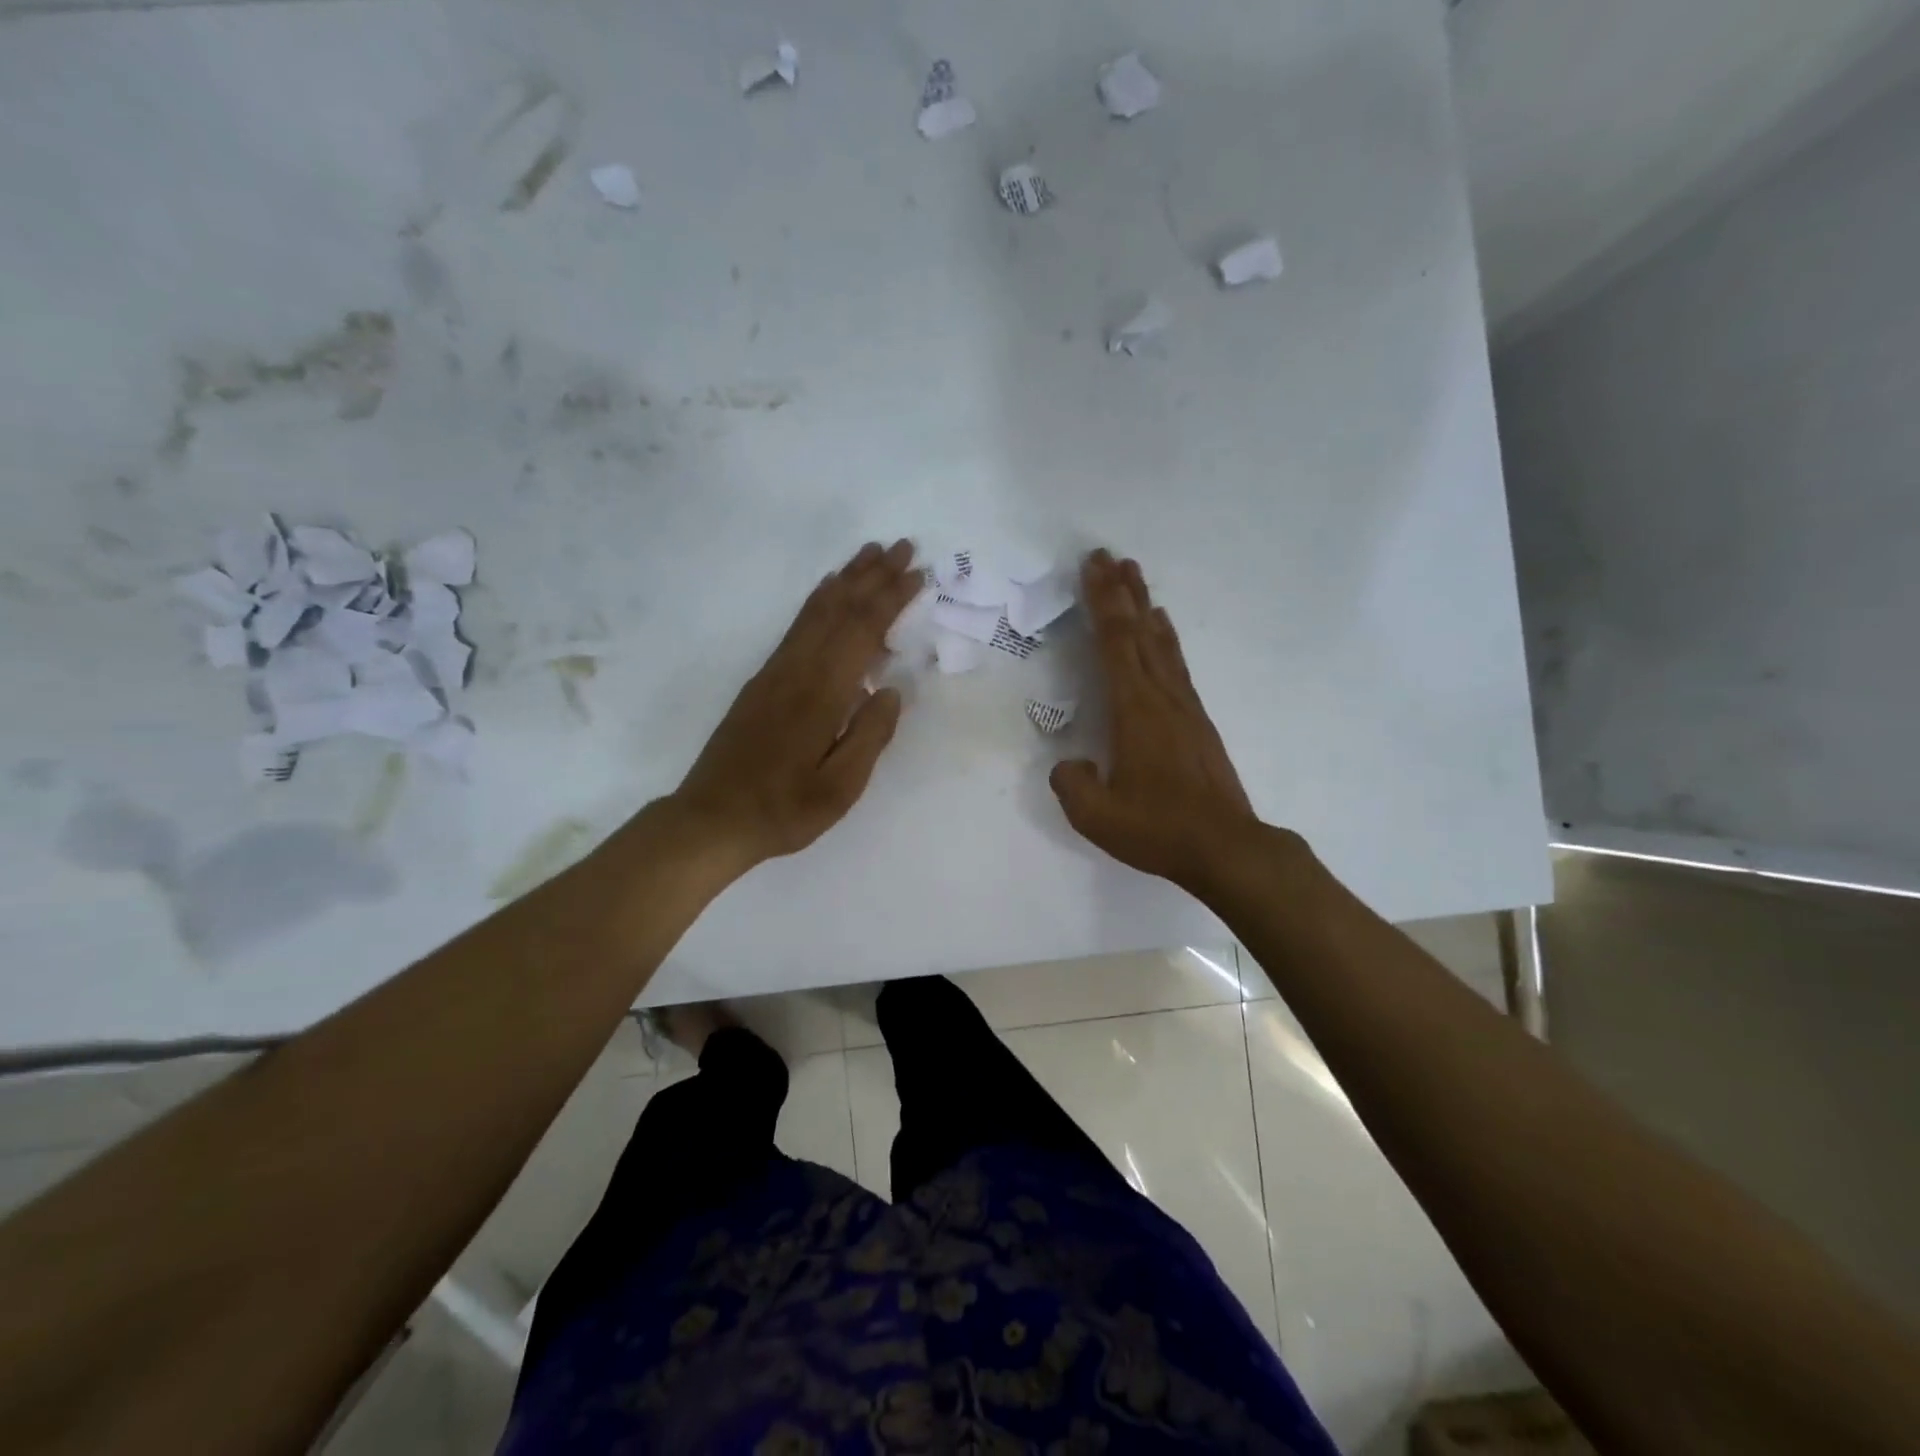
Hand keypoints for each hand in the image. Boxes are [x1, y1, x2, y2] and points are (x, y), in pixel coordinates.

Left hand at [671, 540, 921, 873]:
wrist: (712, 818)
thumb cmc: (783, 810)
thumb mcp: (840, 789)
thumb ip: (869, 736)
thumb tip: (892, 691)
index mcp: (821, 695)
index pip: (862, 632)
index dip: (890, 599)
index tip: (917, 573)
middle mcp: (797, 671)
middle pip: (838, 609)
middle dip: (872, 575)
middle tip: (902, 546)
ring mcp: (775, 672)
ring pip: (815, 612)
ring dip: (845, 579)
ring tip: (869, 554)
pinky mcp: (762, 681)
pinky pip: (797, 626)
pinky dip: (817, 601)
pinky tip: (826, 594)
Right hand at [1051, 550, 1274, 891]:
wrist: (1225, 847)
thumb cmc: (1158, 828)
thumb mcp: (1096, 816)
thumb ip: (1072, 784)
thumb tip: (1070, 763)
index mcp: (1133, 710)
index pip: (1114, 643)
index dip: (1102, 602)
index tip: (1094, 565)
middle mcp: (1161, 697)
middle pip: (1139, 632)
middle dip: (1121, 592)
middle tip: (1109, 556)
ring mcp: (1184, 707)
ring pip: (1161, 644)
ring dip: (1145, 608)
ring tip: (1136, 578)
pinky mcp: (1198, 722)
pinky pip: (1176, 666)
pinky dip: (1165, 640)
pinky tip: (1163, 633)